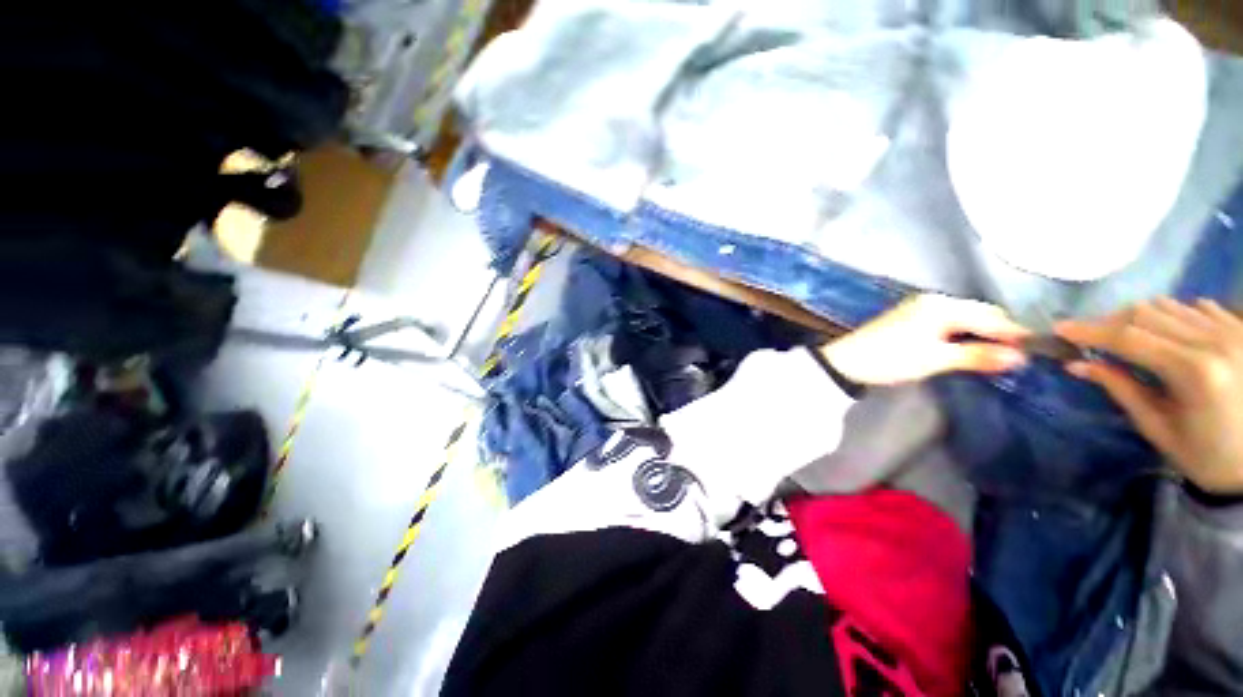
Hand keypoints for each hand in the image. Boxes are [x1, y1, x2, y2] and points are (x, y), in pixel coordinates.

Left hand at [821, 294, 1028, 385]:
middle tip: (1021, 358)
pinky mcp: (911, 319)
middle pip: (979, 314)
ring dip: (983, 334)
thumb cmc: (890, 359)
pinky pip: (949, 323)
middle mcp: (934, 301)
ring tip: (1001, 356)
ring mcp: (920, 308)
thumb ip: (977, 356)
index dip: (1015, 334)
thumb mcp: (935, 360)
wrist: (844, 361)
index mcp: (941, 305)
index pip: (991, 316)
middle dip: (1001, 333)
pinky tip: (972, 349)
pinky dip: (964, 335)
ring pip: (965, 318)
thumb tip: (1020, 357)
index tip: (1039, 352)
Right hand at [1057, 298, 1242, 494]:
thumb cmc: (1207, 456)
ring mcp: (1232, 330)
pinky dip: (1172, 316)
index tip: (1058, 329)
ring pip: (1169, 305)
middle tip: (1090, 337)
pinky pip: (1197, 307)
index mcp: (1193, 371)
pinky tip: (1168, 336)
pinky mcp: (1242, 328)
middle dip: (1110, 322)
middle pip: (1146, 313)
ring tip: (1127, 337)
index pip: (1128, 338)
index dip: (1089, 331)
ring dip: (1139, 318)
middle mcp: (1214, 341)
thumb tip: (1077, 365)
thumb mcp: (1159, 429)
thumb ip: (1122, 390)